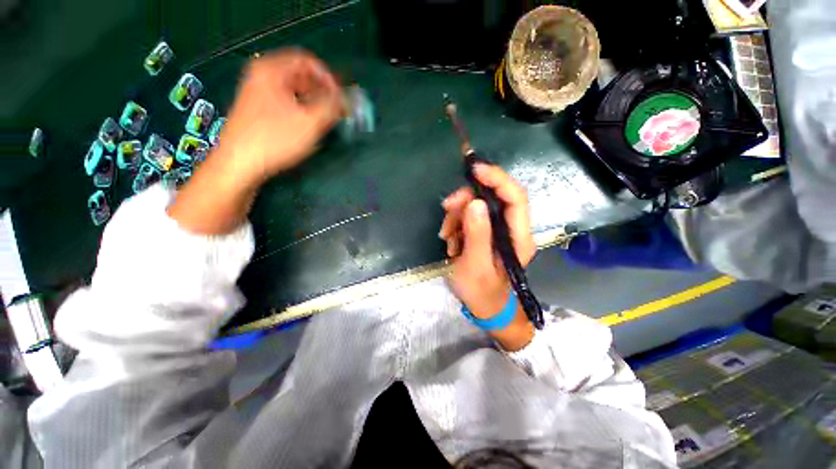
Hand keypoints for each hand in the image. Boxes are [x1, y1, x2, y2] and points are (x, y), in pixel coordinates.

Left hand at [169, 49, 341, 234]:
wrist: (239, 164)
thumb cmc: (275, 140)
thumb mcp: (310, 123)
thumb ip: (333, 106)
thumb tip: (348, 98)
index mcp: (272, 70)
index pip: (308, 61)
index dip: (328, 79)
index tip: (340, 99)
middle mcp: (262, 75)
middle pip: (301, 75)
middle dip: (322, 92)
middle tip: (336, 112)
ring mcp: (258, 92)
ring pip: (294, 90)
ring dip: (313, 103)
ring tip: (324, 122)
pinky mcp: (258, 109)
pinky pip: (286, 102)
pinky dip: (301, 110)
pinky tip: (308, 127)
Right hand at [439, 164, 536, 349]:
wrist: (484, 307)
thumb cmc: (481, 292)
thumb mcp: (475, 266)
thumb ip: (477, 235)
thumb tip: (475, 202)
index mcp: (518, 237)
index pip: (515, 198)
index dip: (497, 179)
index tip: (475, 169)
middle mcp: (512, 229)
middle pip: (492, 198)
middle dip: (467, 200)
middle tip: (447, 207)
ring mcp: (498, 230)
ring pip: (477, 207)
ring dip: (457, 215)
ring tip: (447, 236)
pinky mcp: (485, 233)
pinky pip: (469, 217)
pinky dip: (456, 224)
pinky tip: (450, 241)